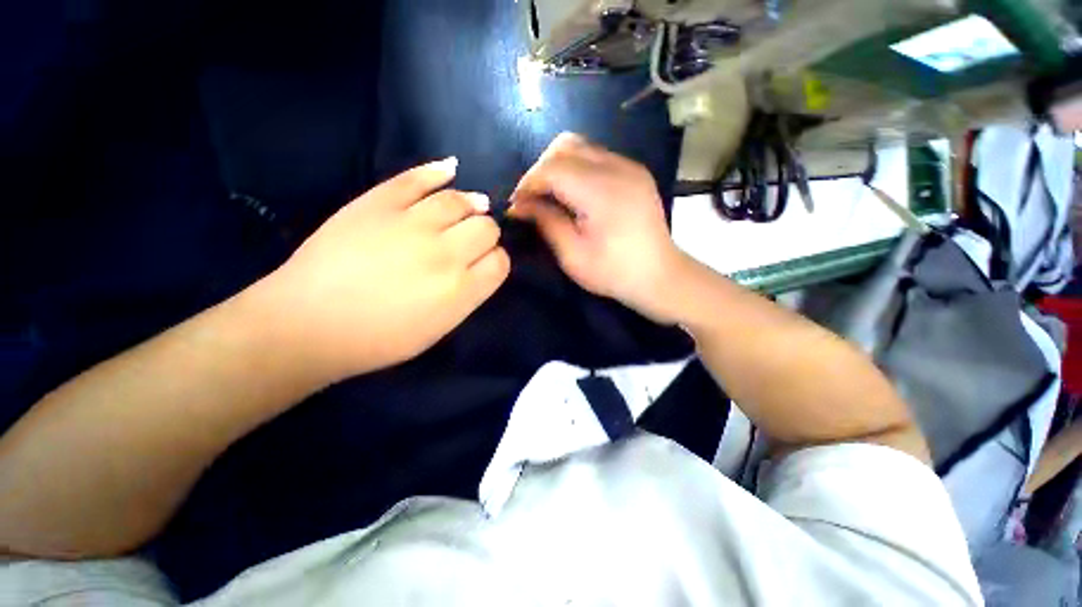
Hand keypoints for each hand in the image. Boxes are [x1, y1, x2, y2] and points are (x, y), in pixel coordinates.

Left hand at [256, 158, 509, 381]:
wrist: (308, 324)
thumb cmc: (378, 339)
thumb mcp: (436, 329)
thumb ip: (467, 297)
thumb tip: (479, 267)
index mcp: (460, 291)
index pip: (500, 262)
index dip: (497, 259)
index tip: (486, 262)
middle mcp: (444, 254)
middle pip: (487, 229)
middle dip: (486, 233)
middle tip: (472, 240)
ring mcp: (411, 224)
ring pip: (460, 201)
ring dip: (471, 204)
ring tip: (471, 206)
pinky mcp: (379, 204)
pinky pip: (416, 179)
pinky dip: (437, 172)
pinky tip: (451, 170)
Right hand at [510, 133, 689, 323]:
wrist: (659, 276)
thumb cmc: (613, 272)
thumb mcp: (572, 254)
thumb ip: (545, 222)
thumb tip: (519, 205)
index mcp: (600, 191)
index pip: (552, 168)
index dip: (528, 183)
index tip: (517, 204)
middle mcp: (617, 168)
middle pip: (564, 146)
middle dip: (540, 169)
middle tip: (533, 198)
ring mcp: (629, 166)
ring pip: (581, 146)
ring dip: (558, 165)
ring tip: (550, 195)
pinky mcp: (635, 172)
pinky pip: (597, 156)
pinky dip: (577, 168)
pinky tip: (574, 193)